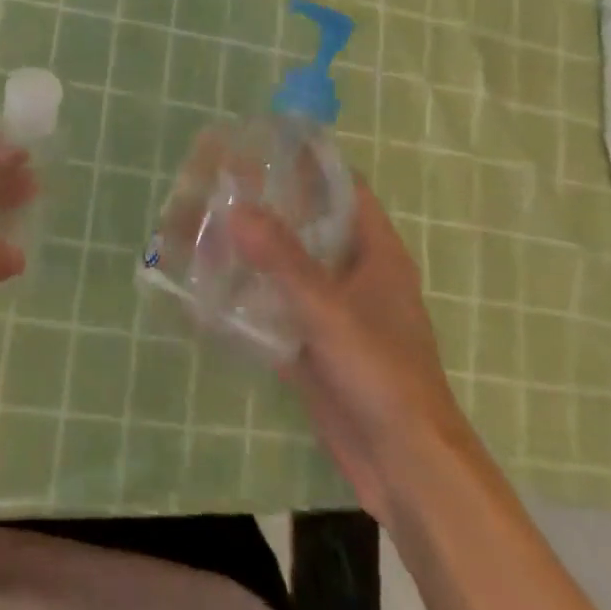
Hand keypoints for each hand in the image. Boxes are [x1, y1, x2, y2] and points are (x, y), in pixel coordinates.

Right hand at [231, 180, 464, 516]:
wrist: (403, 465)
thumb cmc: (381, 373)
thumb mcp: (329, 310)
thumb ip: (282, 259)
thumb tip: (236, 207)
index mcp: (376, 253)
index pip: (343, 188)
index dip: (308, 163)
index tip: (263, 145)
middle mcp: (355, 274)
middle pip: (310, 225)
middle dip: (269, 205)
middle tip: (219, 184)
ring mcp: (333, 310)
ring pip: (289, 265)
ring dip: (254, 249)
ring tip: (206, 224)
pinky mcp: (313, 343)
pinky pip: (276, 306)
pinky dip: (249, 292)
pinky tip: (210, 282)